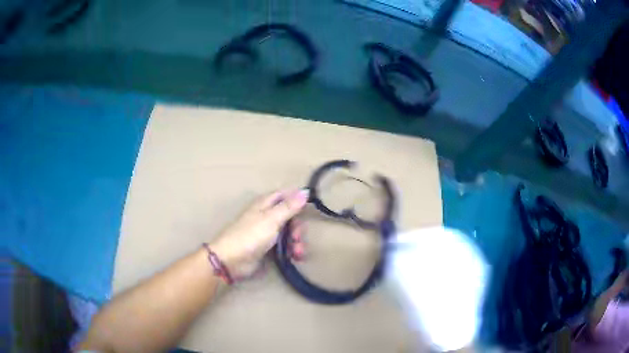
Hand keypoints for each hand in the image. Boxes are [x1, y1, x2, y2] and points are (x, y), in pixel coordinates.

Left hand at [209, 189, 308, 279]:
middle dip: (298, 227)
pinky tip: (295, 257)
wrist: (231, 260)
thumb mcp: (271, 219)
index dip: (297, 198)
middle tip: (297, 237)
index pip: (285, 194)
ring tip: (298, 253)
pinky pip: (285, 245)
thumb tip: (305, 191)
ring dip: (296, 241)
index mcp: (265, 204)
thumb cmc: (250, 236)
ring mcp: (267, 232)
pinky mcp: (268, 248)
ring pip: (289, 232)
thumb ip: (289, 207)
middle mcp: (267, 216)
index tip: (310, 206)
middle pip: (290, 216)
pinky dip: (292, 250)